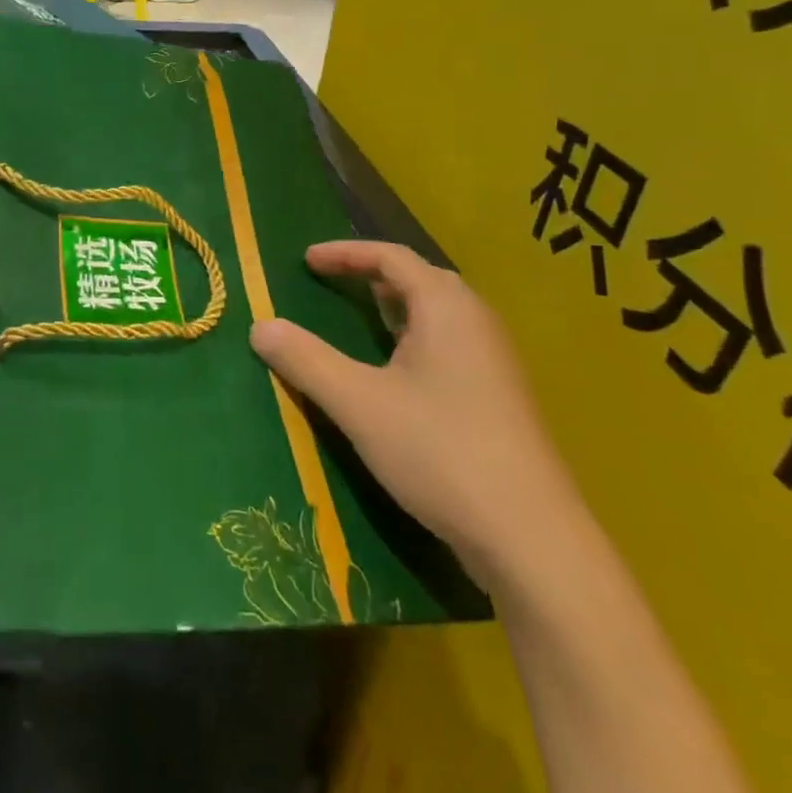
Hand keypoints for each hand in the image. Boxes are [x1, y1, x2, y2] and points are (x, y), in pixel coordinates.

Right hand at [250, 241, 580, 588]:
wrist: (531, 539)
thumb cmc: (439, 452)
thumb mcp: (358, 403)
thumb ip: (306, 359)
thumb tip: (259, 325)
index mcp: (446, 308)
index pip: (392, 257)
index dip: (345, 253)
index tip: (306, 260)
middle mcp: (476, 323)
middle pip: (421, 279)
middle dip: (372, 274)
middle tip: (332, 282)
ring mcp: (494, 362)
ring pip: (438, 314)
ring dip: (395, 307)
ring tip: (359, 319)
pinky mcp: (499, 398)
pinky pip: (448, 344)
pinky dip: (412, 337)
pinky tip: (395, 372)